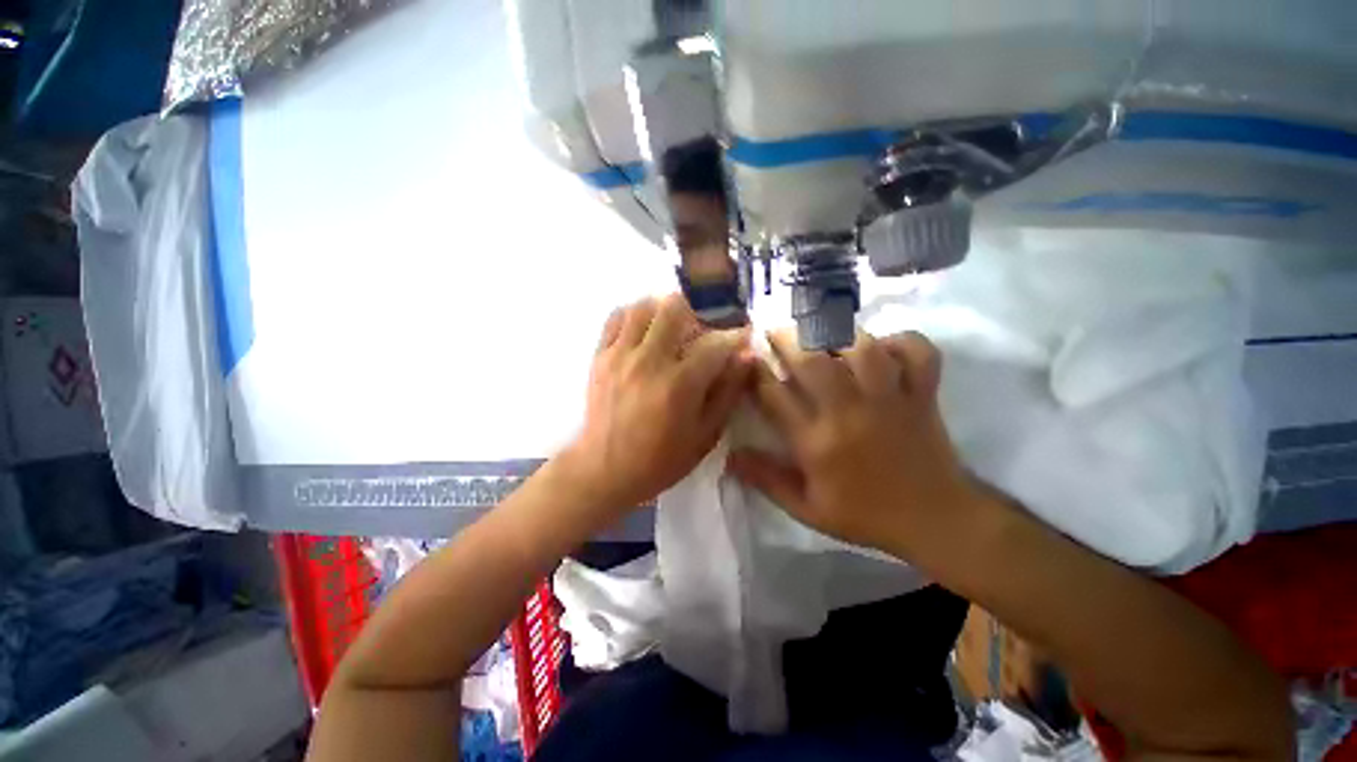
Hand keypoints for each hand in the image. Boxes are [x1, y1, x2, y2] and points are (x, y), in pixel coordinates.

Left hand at [559, 294, 752, 521]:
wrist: (604, 470)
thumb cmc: (661, 459)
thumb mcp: (705, 435)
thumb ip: (727, 392)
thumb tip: (745, 356)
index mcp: (679, 385)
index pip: (715, 343)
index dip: (735, 335)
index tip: (743, 333)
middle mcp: (649, 361)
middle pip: (675, 308)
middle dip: (698, 310)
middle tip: (705, 324)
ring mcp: (620, 355)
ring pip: (644, 306)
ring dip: (664, 308)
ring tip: (674, 322)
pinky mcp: (600, 356)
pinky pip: (616, 318)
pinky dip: (634, 314)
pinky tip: (644, 327)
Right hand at [727, 330, 974, 554]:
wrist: (936, 520)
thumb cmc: (865, 515)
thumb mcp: (807, 510)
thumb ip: (766, 481)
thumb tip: (729, 457)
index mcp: (817, 443)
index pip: (774, 396)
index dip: (756, 371)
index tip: (748, 356)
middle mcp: (849, 414)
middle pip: (813, 361)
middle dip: (787, 338)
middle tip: (775, 330)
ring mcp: (890, 400)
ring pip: (862, 349)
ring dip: (838, 333)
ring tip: (823, 331)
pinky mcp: (922, 394)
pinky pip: (917, 353)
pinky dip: (901, 340)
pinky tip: (883, 345)